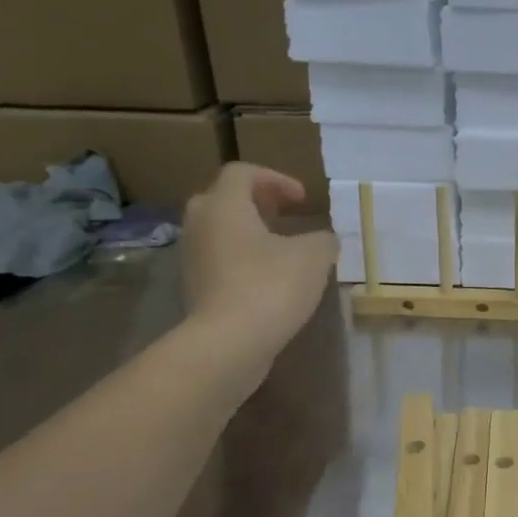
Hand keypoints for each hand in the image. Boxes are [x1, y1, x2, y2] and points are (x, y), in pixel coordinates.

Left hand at [181, 163, 336, 360]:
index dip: (276, 179)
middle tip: (285, 215)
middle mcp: (200, 224)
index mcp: (224, 205)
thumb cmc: (271, 286)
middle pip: (224, 199)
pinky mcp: (196, 288)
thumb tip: (324, 240)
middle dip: (257, 203)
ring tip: (282, 249)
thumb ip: (322, 240)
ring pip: (221, 232)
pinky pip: (220, 261)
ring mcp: (193, 258)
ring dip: (250, 233)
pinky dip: (243, 260)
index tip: (303, 200)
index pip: (243, 173)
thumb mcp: (313, 257)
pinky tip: (270, 280)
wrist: (230, 342)